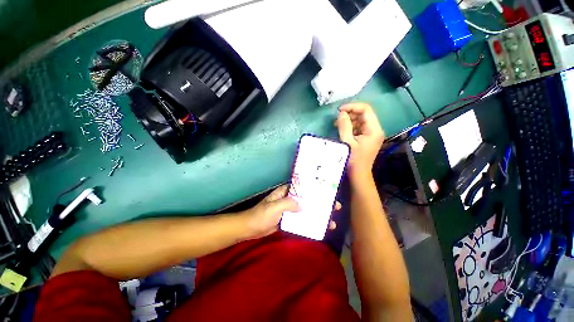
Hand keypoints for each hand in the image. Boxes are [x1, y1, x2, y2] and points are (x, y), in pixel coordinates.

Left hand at [242, 185, 340, 239]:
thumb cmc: (261, 215)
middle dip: (321, 203)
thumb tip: (303, 205)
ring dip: (318, 214)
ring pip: (307, 210)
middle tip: (335, 207)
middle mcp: (290, 199)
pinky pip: (302, 220)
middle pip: (308, 199)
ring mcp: (290, 210)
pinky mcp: (289, 220)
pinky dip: (310, 223)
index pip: (303, 187)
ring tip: (331, 221)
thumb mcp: (274, 207)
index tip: (328, 191)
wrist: (250, 229)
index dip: (315, 188)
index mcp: (286, 192)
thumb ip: (288, 203)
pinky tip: (319, 228)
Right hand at [335, 103, 384, 177]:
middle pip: (364, 114)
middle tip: (337, 120)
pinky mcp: (367, 138)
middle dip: (350, 114)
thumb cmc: (353, 160)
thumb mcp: (347, 142)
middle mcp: (375, 129)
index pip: (366, 109)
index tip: (339, 110)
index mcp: (374, 130)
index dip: (352, 107)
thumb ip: (344, 126)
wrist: (358, 175)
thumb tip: (341, 113)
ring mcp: (372, 134)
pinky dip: (350, 127)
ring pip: (361, 120)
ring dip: (349, 121)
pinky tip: (342, 131)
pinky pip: (359, 128)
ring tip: (337, 125)